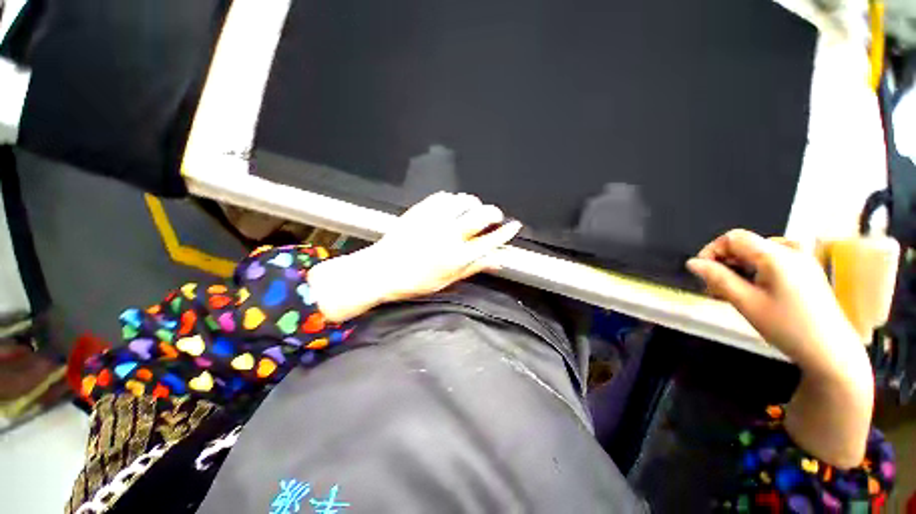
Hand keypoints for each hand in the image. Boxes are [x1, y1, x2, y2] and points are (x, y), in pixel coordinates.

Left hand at [309, 192, 521, 322]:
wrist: (381, 270)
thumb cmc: (414, 281)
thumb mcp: (447, 280)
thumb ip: (473, 268)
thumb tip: (495, 261)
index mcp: (456, 256)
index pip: (490, 241)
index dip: (505, 233)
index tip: (514, 226)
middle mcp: (448, 235)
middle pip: (481, 215)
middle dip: (494, 212)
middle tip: (495, 216)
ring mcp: (434, 220)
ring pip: (463, 201)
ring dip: (474, 203)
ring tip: (473, 209)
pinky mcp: (420, 210)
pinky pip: (443, 197)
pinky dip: (453, 199)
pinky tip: (452, 206)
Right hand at [686, 229, 858, 372]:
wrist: (831, 351)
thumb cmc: (787, 327)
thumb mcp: (746, 303)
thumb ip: (717, 278)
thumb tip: (692, 263)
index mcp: (776, 255)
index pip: (733, 237)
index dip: (712, 251)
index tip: (702, 273)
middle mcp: (790, 250)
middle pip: (745, 245)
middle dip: (724, 263)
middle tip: (715, 288)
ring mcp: (802, 260)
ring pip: (757, 254)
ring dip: (738, 269)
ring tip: (732, 293)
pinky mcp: (806, 271)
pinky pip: (772, 261)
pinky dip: (755, 272)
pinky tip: (753, 292)